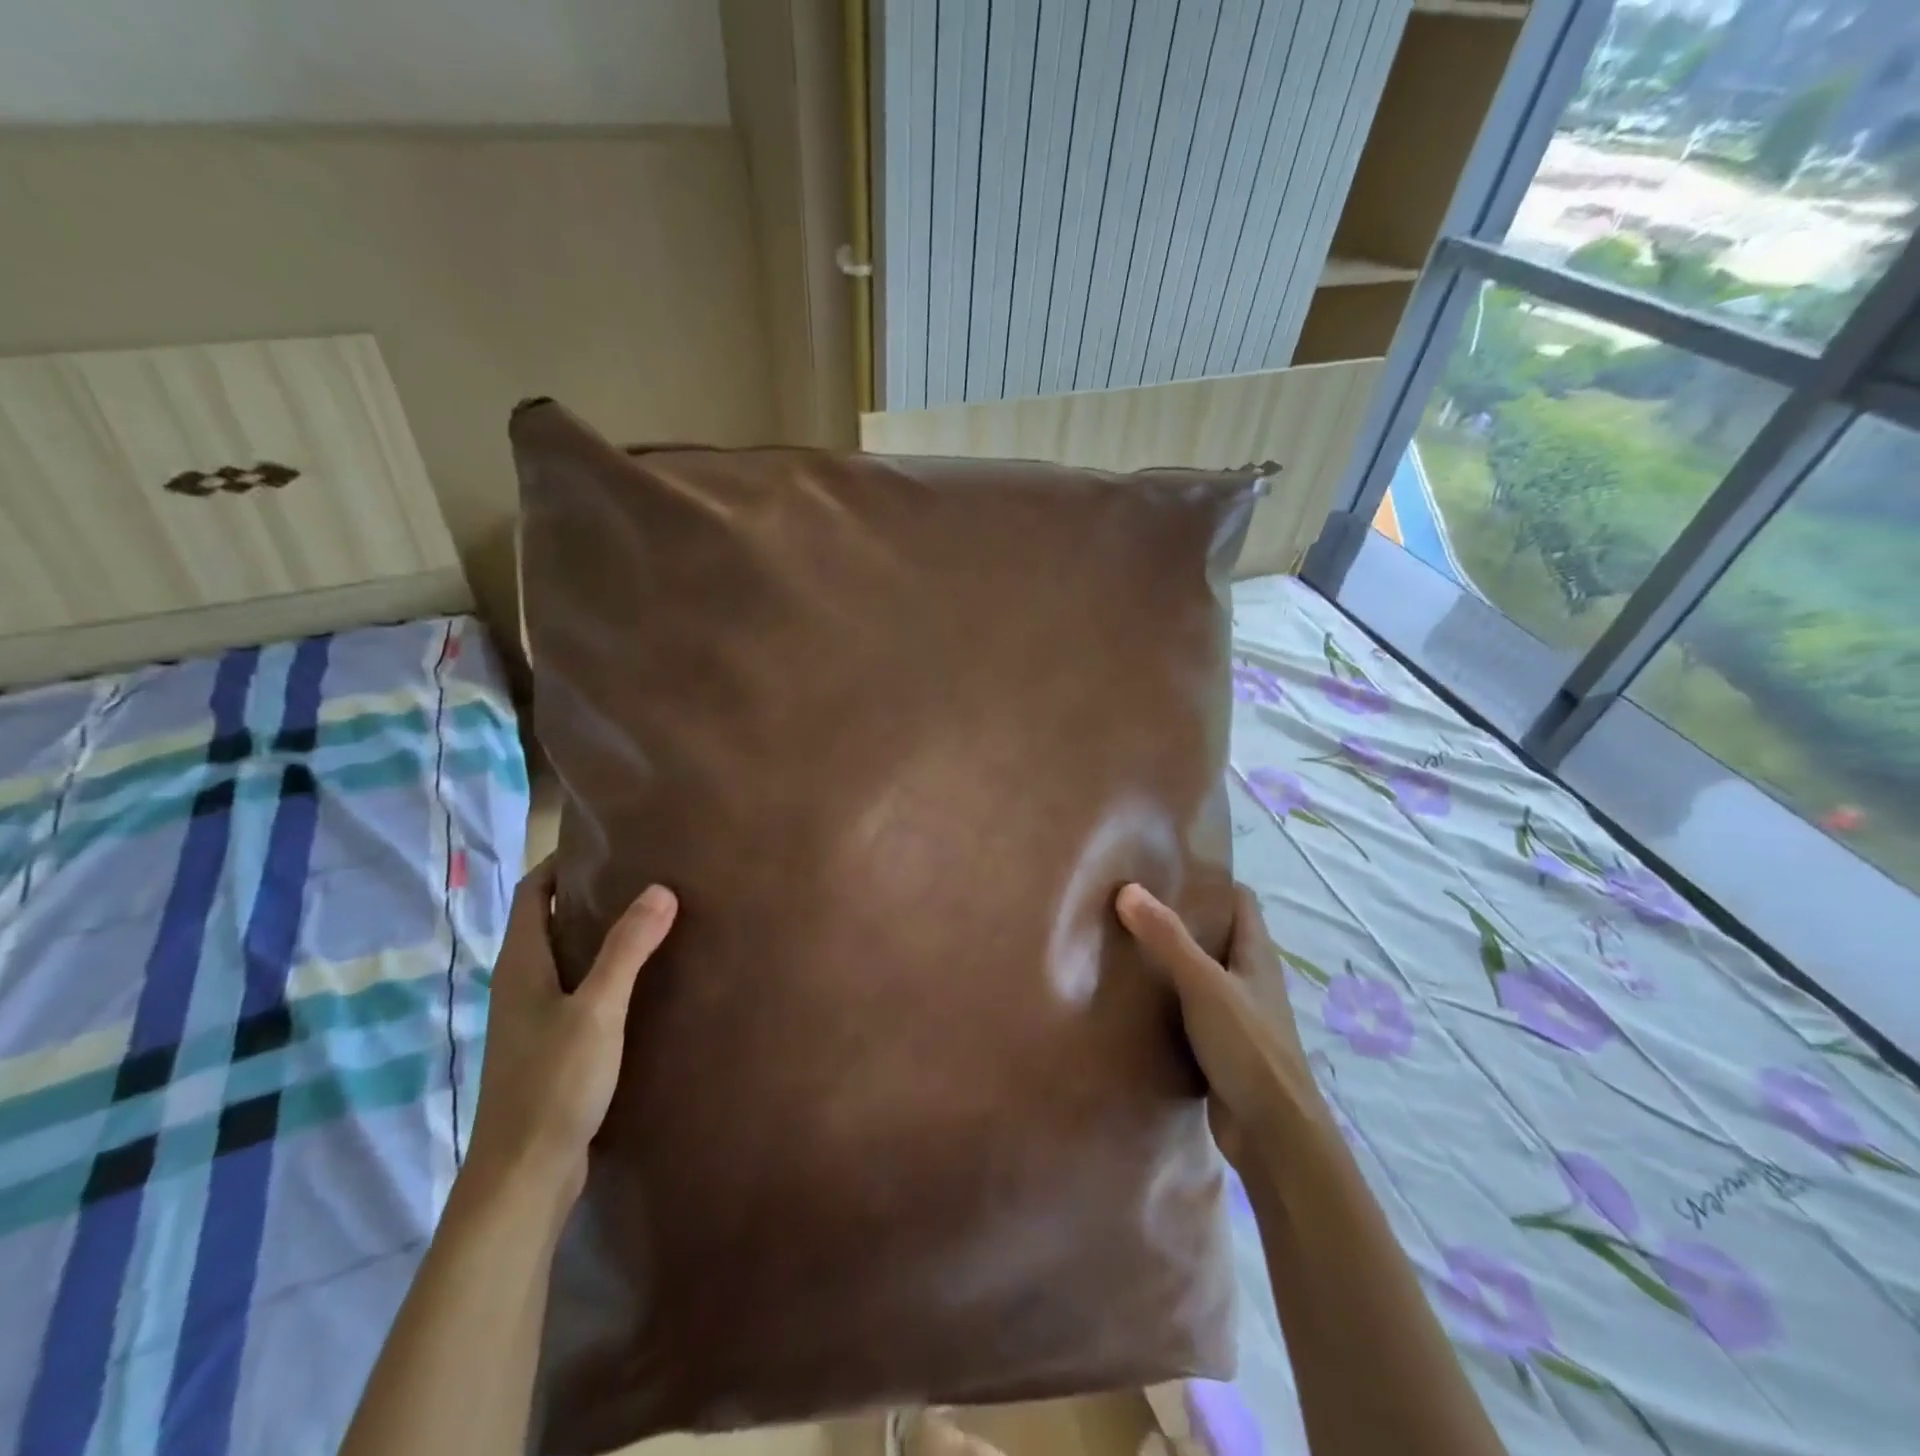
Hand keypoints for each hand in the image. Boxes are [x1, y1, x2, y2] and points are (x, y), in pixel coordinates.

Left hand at [466, 857, 677, 1201]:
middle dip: (587, 892)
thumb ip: (627, 949)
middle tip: (642, 872)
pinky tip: (641, 978)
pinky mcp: (550, 1046)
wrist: (523, 1177)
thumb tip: (660, 888)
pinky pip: (576, 989)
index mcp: (521, 966)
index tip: (605, 840)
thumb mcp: (598, 1010)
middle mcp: (520, 985)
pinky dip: (603, 969)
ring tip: (650, 915)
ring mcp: (532, 1019)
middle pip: (547, 921)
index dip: (560, 862)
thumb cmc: (554, 1084)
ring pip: (564, 957)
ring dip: (598, 932)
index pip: (531, 893)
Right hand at [1115, 882, 1323, 1170]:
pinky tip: (1134, 998)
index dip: (1209, 881)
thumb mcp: (1204, 985)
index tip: (1167, 870)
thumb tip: (1128, 889)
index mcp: (1256, 954)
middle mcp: (1249, 978)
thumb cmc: (1248, 1048)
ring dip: (1169, 961)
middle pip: (1215, 935)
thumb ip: (1168, 938)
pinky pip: (1189, 1009)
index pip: (1239, 900)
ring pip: (1200, 973)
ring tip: (1123, 943)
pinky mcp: (1220, 1046)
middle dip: (1179, 918)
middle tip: (1130, 904)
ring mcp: (1237, 1014)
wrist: (1273, 1135)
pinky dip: (1166, 1000)